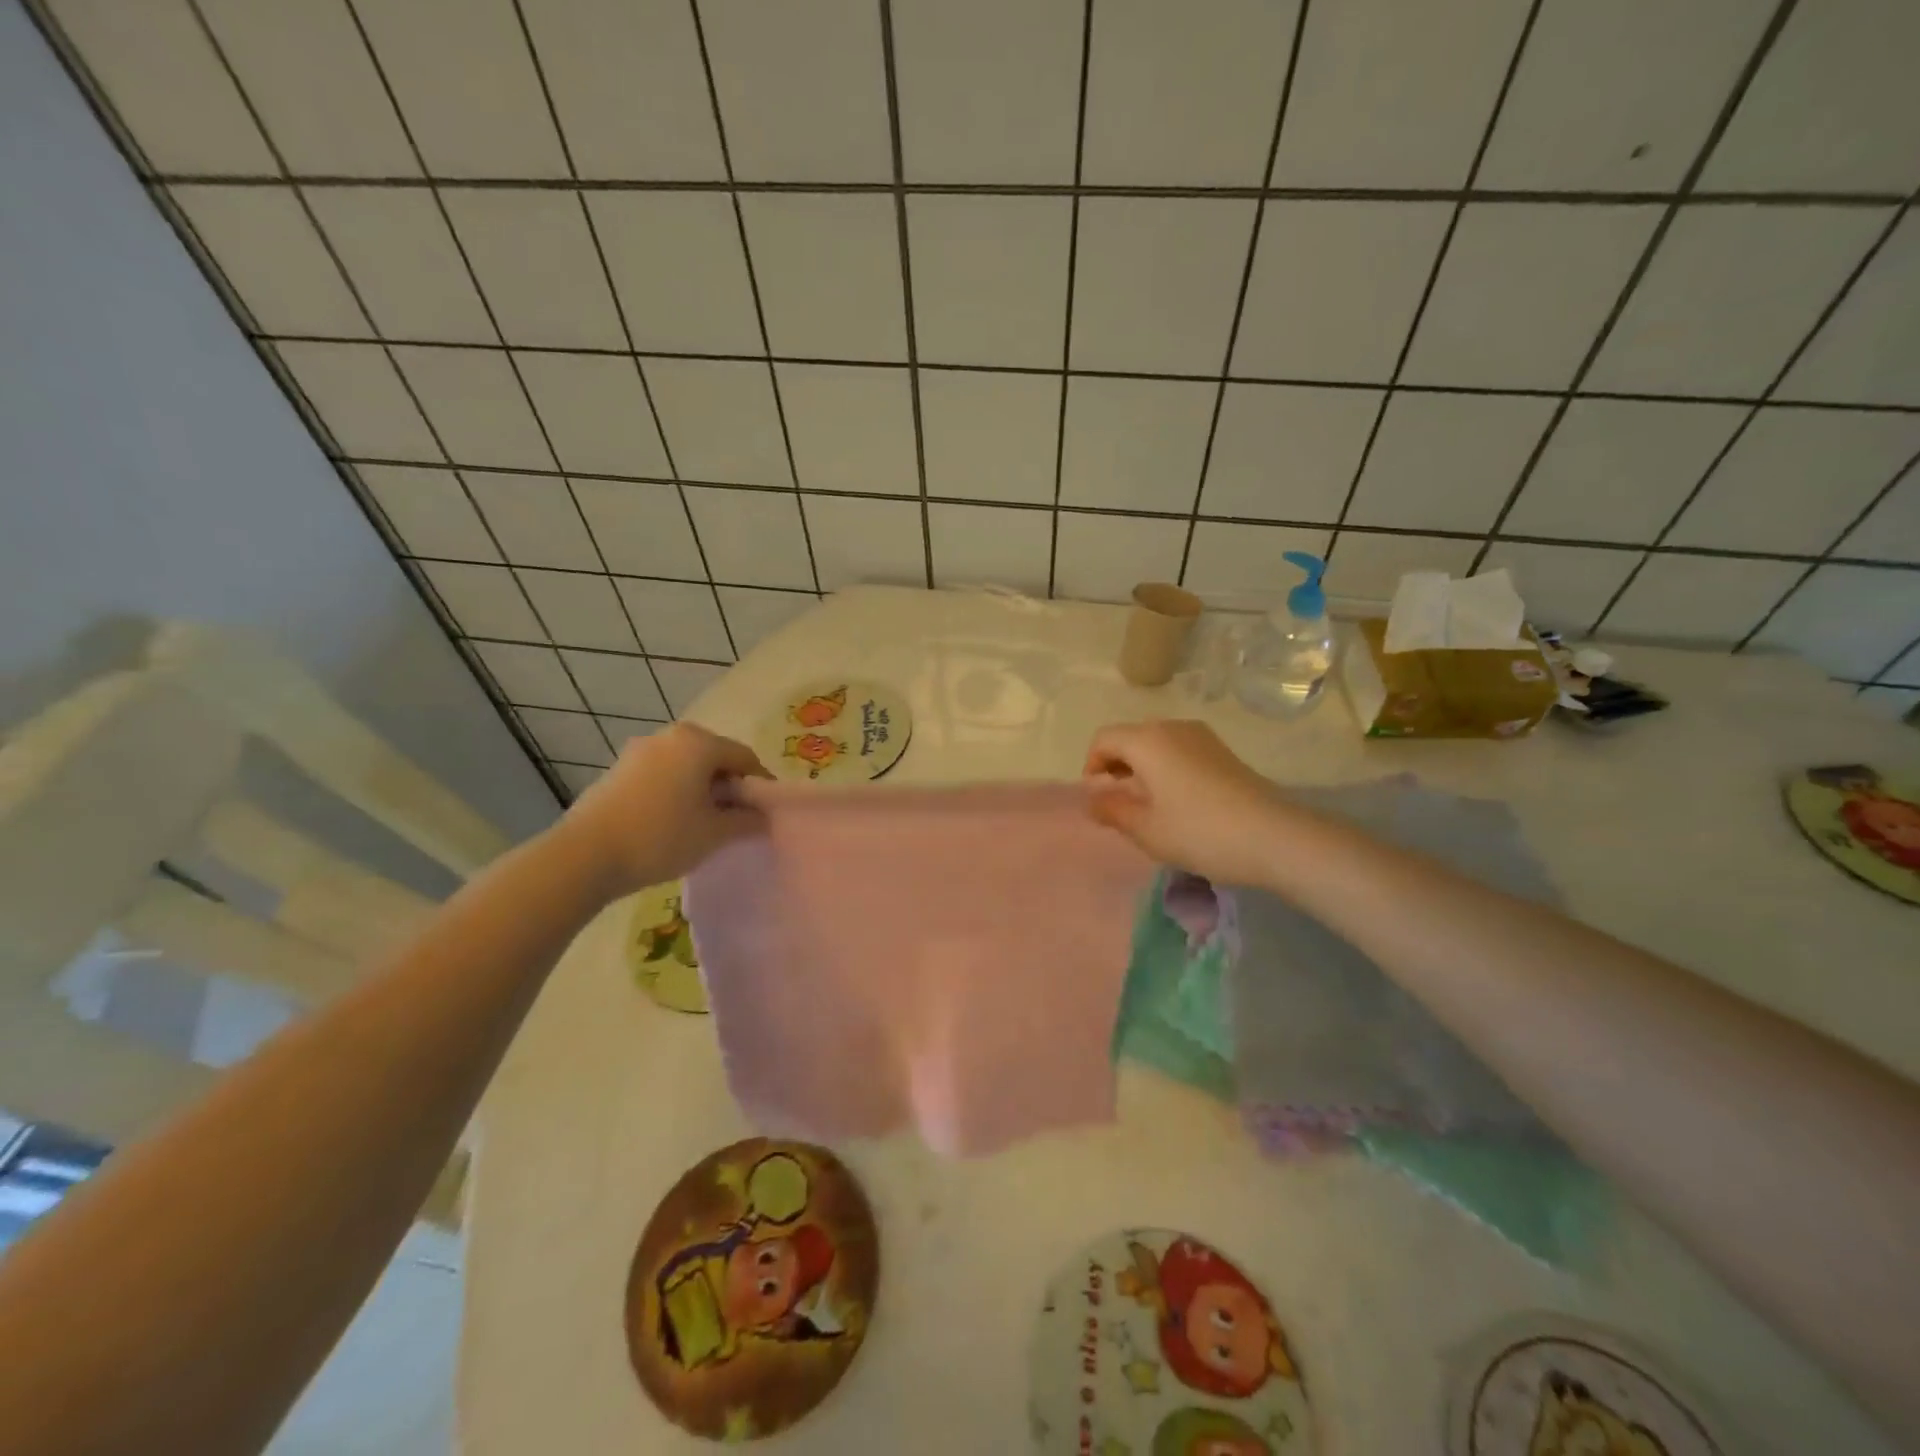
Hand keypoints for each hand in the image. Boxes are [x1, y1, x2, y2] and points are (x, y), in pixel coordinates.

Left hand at [557, 723, 769, 895]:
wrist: (585, 856)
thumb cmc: (661, 837)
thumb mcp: (715, 833)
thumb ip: (747, 821)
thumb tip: (764, 817)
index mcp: (699, 742)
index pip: (745, 758)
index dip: (760, 786)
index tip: (766, 814)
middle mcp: (670, 736)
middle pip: (715, 757)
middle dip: (730, 786)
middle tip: (738, 819)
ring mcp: (640, 750)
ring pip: (686, 766)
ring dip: (702, 789)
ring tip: (705, 823)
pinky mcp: (618, 769)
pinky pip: (662, 774)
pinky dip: (676, 791)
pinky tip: (673, 821)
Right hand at [1082, 720, 1284, 884]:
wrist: (1275, 837)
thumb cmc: (1199, 832)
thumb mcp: (1145, 829)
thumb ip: (1111, 810)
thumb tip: (1092, 799)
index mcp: (1148, 740)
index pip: (1104, 739)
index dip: (1091, 766)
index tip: (1098, 798)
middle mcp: (1173, 728)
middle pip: (1131, 738)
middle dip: (1117, 766)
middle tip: (1120, 804)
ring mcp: (1202, 737)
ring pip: (1157, 744)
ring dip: (1142, 768)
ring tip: (1149, 806)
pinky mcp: (1223, 751)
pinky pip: (1180, 751)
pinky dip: (1167, 769)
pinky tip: (1179, 803)